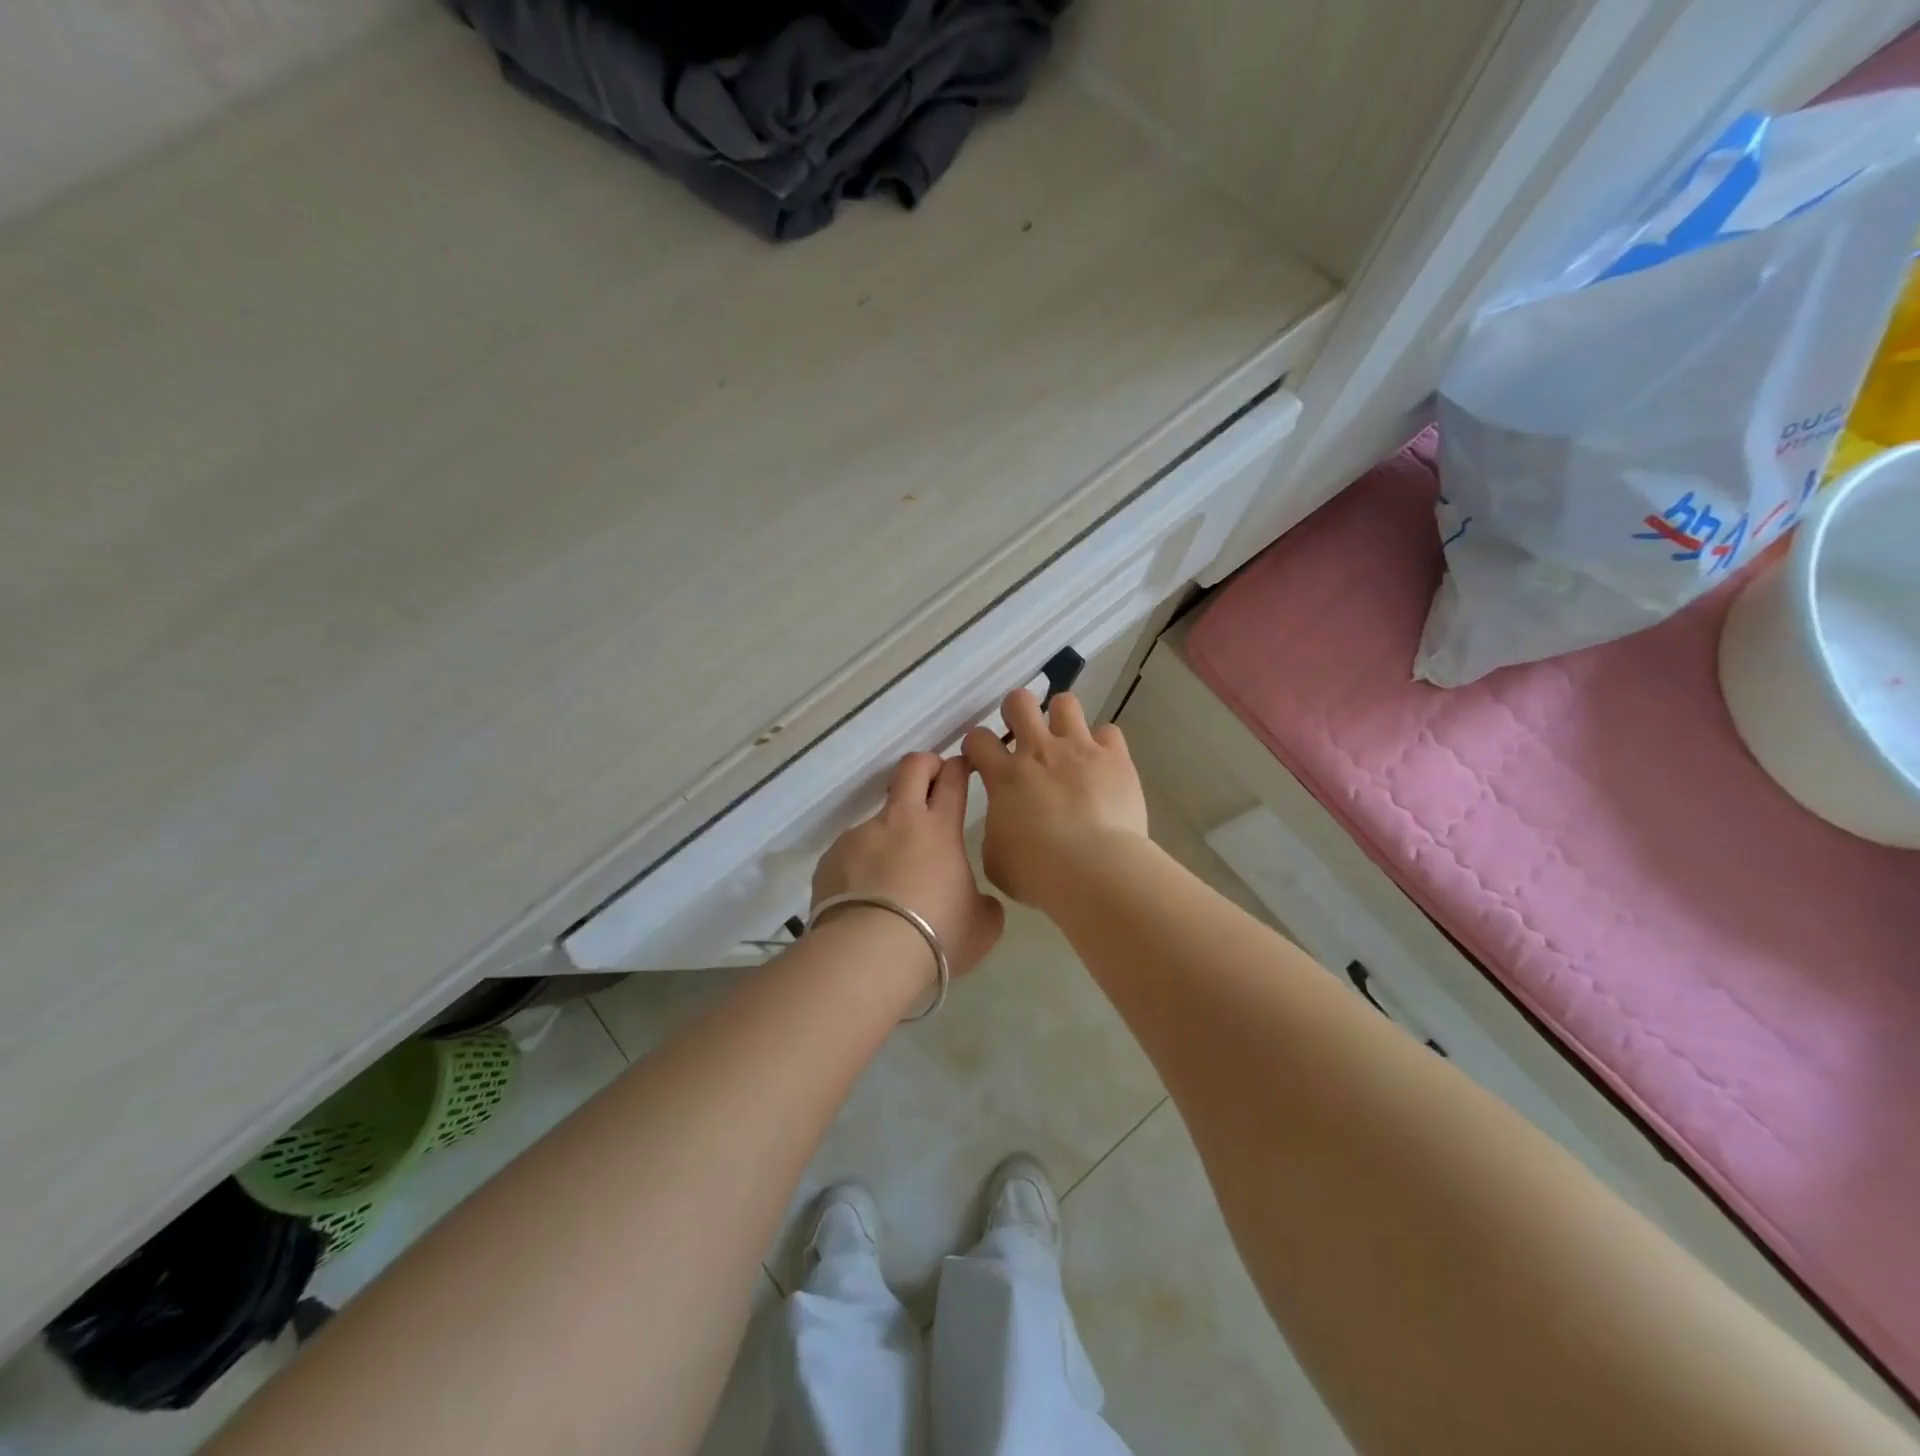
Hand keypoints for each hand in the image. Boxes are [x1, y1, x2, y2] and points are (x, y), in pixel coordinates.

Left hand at [811, 753, 1006, 978]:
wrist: (869, 955)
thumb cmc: (937, 935)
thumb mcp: (981, 926)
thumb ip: (984, 904)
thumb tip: (979, 902)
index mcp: (940, 829)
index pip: (952, 779)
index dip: (958, 766)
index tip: (961, 767)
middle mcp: (898, 821)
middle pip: (911, 769)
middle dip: (924, 764)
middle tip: (931, 778)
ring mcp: (860, 836)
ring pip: (878, 820)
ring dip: (889, 836)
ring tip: (891, 879)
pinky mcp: (831, 858)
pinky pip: (851, 854)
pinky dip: (862, 867)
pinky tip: (864, 900)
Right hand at [962, 690, 1148, 907]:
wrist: (1093, 869)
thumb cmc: (1037, 872)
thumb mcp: (996, 859)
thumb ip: (996, 832)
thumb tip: (1006, 827)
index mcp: (1005, 776)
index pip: (978, 739)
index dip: (976, 745)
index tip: (982, 760)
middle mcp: (1039, 752)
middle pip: (1019, 702)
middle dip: (1016, 711)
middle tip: (1022, 734)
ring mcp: (1079, 749)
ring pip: (1065, 703)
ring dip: (1062, 718)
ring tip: (1066, 741)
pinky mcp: (1115, 758)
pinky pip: (1109, 732)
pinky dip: (1104, 745)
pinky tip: (1103, 764)